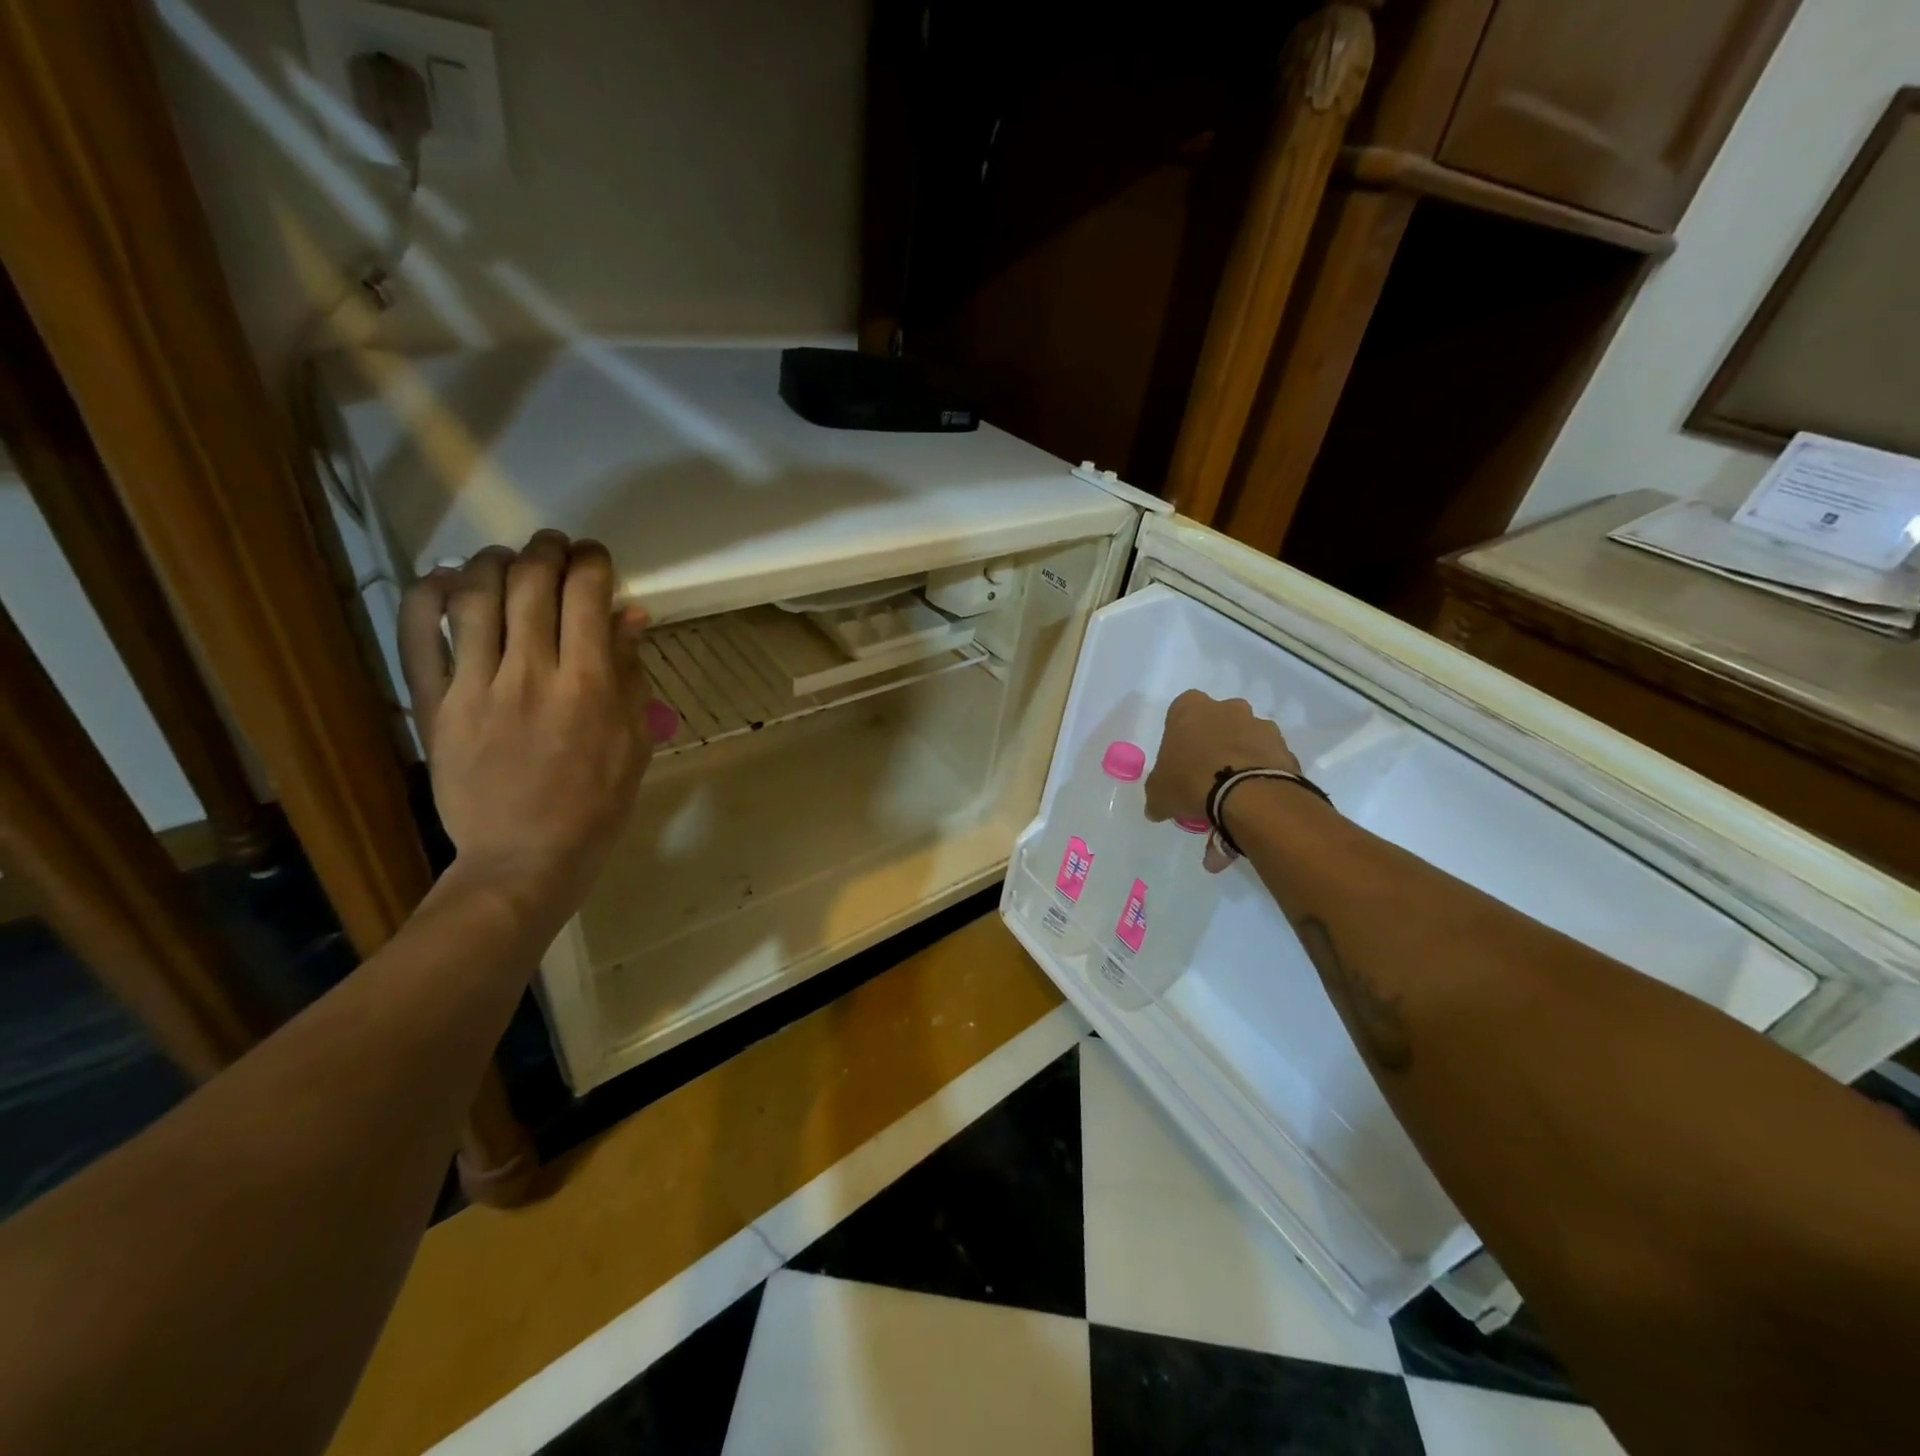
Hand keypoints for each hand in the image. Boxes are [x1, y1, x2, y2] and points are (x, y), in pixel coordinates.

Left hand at [398, 531, 654, 929]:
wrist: (525, 857)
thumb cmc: (595, 804)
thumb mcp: (633, 742)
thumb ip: (629, 675)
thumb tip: (630, 616)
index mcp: (587, 685)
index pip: (587, 596)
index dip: (592, 562)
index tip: (596, 557)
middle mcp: (530, 673)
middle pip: (531, 584)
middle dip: (547, 551)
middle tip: (556, 546)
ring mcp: (475, 686)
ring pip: (475, 596)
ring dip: (493, 562)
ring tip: (507, 558)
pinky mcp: (434, 704)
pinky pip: (419, 636)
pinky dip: (427, 596)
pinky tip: (445, 579)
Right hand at [1145, 691, 1298, 822]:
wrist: (1247, 794)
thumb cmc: (1190, 781)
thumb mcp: (1159, 794)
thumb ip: (1157, 795)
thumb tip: (1156, 808)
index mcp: (1190, 708)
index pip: (1181, 711)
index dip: (1180, 735)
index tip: (1180, 759)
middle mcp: (1227, 707)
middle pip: (1217, 721)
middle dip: (1213, 742)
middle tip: (1206, 773)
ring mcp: (1259, 724)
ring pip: (1245, 738)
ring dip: (1239, 756)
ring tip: (1232, 790)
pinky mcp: (1283, 746)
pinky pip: (1267, 758)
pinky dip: (1260, 772)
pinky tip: (1252, 796)